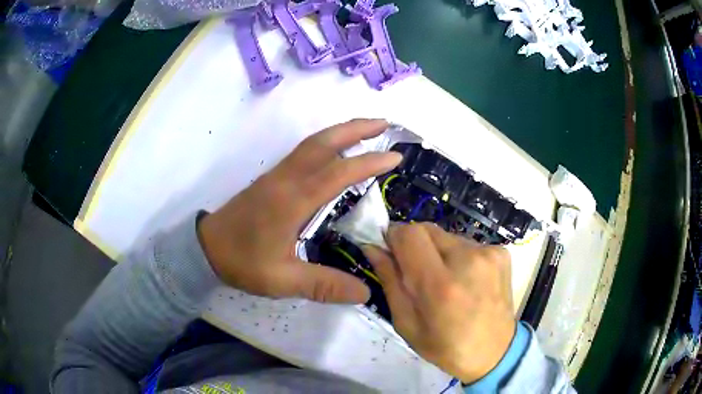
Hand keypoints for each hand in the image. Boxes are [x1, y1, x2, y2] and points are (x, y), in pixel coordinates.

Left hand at [197, 119, 401, 303]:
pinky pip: (303, 151)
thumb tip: (365, 292)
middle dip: (356, 129)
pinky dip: (325, 143)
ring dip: (341, 132)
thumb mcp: (282, 280)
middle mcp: (287, 179)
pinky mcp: (271, 179)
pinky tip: (335, 152)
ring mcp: (278, 175)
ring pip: (312, 143)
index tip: (395, 157)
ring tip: (367, 130)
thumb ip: (323, 285)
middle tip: (384, 124)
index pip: (338, 172)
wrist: (205, 247)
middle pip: (324, 142)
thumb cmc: (243, 261)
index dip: (368, 162)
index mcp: (293, 199)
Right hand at [363, 223, 515, 382]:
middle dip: (414, 245)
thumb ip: (390, 280)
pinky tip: (465, 280)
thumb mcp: (406, 323)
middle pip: (427, 229)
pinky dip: (458, 257)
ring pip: (446, 236)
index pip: (409, 234)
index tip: (391, 252)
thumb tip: (373, 247)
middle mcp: (468, 260)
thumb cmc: (445, 346)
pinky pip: (467, 243)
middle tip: (416, 272)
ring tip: (445, 280)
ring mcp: (489, 253)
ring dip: (437, 252)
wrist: (494, 352)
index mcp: (440, 285)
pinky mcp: (502, 252)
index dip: (394, 238)